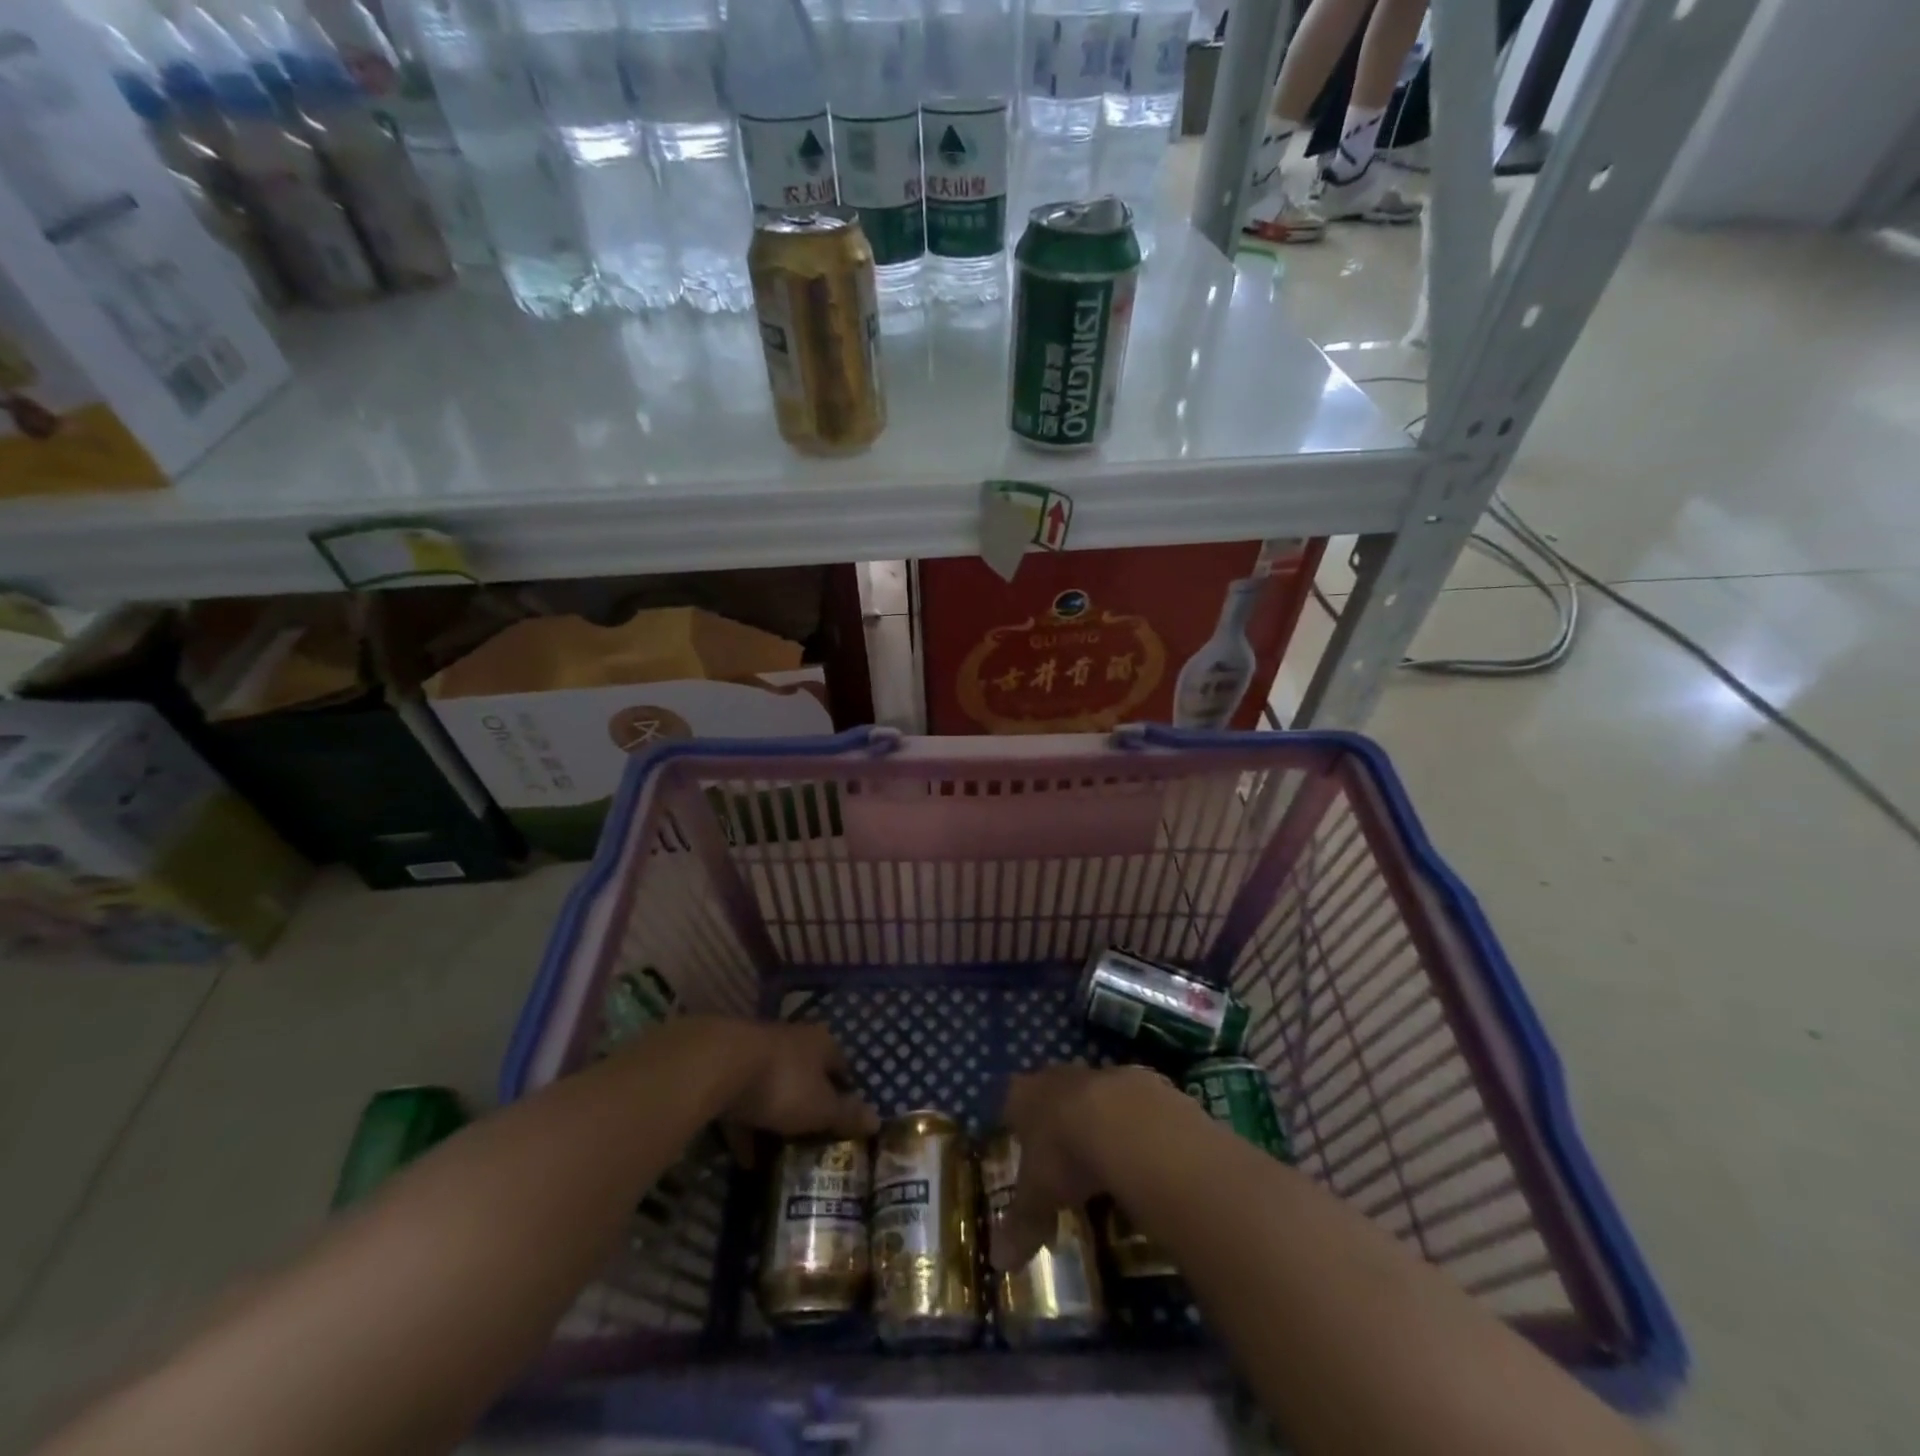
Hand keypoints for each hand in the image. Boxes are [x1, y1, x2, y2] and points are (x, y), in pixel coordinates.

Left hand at [714, 1019, 878, 1143]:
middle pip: (807, 1075)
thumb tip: (877, 1120)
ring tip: (781, 1154)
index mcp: (820, 1043)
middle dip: (810, 1104)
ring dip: (777, 1117)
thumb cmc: (783, 1084)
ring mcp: (756, 1053)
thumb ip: (846, 1115)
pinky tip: (746, 1159)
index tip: (847, 1120)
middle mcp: (791, 1041)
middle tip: (815, 1139)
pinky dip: (746, 1128)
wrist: (716, 1066)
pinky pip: (743, 1103)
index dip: (846, 1092)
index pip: (841, 1066)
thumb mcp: (821, 1107)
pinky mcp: (725, 1071)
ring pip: (774, 1087)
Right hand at [991, 1063, 1182, 1271]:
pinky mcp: (1139, 1082)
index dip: (1014, 1124)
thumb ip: (1021, 1225)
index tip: (1019, 1145)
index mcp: (1025, 1097)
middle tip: (1060, 1156)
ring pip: (1092, 1096)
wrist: (1126, 1122)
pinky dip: (1131, 1127)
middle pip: (1051, 1094)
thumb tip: (998, 1263)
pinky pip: (1130, 1106)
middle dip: (1055, 1120)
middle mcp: (1058, 1078)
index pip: (1011, 1104)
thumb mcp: (1038, 1197)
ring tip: (1103, 1159)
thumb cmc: (1064, 1154)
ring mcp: (1100, 1075)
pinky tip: (1138, 1155)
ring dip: (1095, 1120)